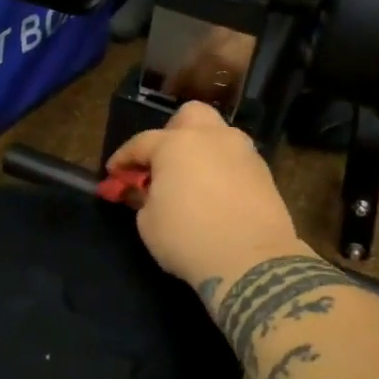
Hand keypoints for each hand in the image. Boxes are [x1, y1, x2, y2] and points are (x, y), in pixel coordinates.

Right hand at [107, 100, 302, 288]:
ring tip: (191, 178)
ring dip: (202, 149)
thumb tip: (146, 191)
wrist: (252, 262)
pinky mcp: (265, 173)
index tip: (114, 173)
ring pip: (219, 135)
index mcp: (176, 144)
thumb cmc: (188, 238)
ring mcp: (243, 153)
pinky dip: (222, 169)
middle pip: (190, 116)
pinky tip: (215, 193)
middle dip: (172, 132)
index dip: (123, 158)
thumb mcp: (148, 222)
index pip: (141, 143)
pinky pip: (235, 160)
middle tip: (162, 161)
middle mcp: (212, 138)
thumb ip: (143, 198)